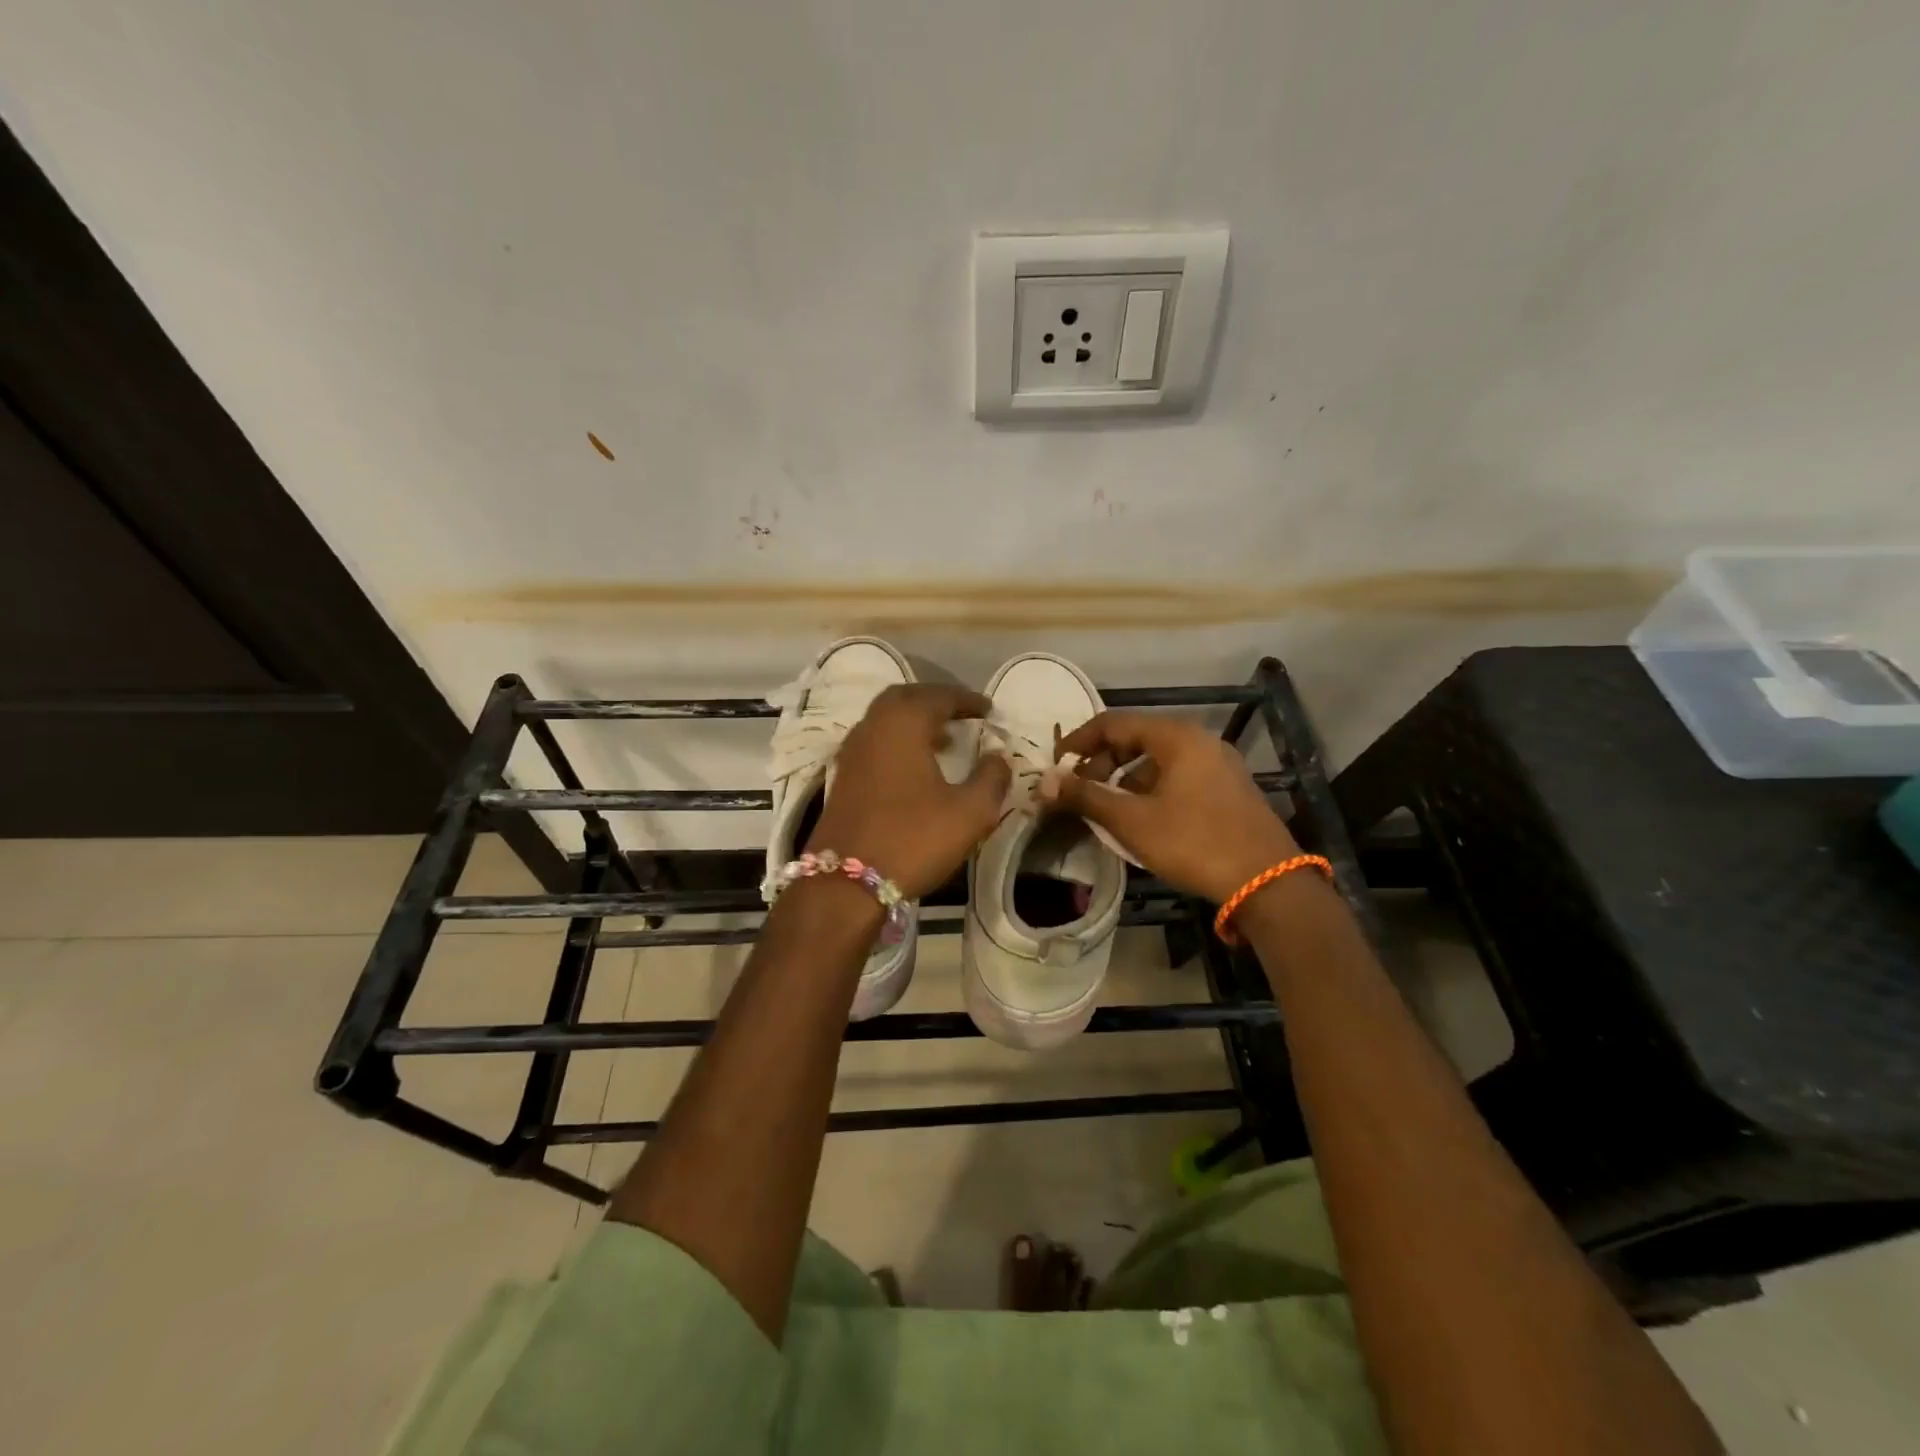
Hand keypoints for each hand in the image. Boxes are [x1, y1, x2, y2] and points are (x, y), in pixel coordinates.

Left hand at [807, 684, 1011, 899]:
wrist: (845, 883)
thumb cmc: (912, 839)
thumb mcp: (969, 812)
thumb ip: (991, 778)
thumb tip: (998, 755)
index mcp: (903, 723)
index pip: (939, 696)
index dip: (968, 700)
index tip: (989, 709)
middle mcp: (873, 726)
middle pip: (906, 698)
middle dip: (936, 701)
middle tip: (963, 714)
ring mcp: (852, 751)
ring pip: (886, 719)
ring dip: (915, 720)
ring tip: (946, 738)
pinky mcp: (843, 776)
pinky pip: (875, 741)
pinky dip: (898, 740)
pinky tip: (917, 765)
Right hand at [1043, 711, 1299, 903]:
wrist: (1267, 883)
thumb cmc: (1194, 842)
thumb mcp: (1132, 820)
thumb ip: (1085, 797)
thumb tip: (1043, 782)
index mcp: (1176, 737)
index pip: (1113, 722)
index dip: (1079, 741)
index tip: (1056, 765)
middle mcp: (1198, 741)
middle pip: (1136, 739)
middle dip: (1101, 762)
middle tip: (1078, 791)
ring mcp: (1217, 764)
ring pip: (1156, 760)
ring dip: (1124, 779)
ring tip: (1105, 809)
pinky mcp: (1227, 789)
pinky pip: (1176, 777)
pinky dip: (1149, 789)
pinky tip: (1139, 819)